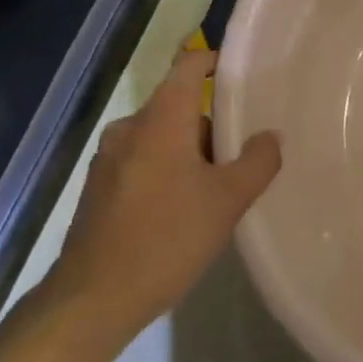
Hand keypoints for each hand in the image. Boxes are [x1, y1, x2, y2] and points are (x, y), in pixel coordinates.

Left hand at [49, 47, 280, 326]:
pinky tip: (179, 212)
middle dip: (210, 125)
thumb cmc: (166, 238)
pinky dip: (164, 170)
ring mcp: (108, 158)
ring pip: (160, 137)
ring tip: (213, 190)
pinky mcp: (97, 188)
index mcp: (161, 119)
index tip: (242, 75)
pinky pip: (141, 161)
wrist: (91, 301)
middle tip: (239, 155)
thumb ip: (258, 161)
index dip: (215, 61)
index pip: (188, 65)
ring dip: (188, 152)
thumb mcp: (228, 201)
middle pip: (178, 106)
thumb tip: (270, 136)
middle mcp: (129, 128)